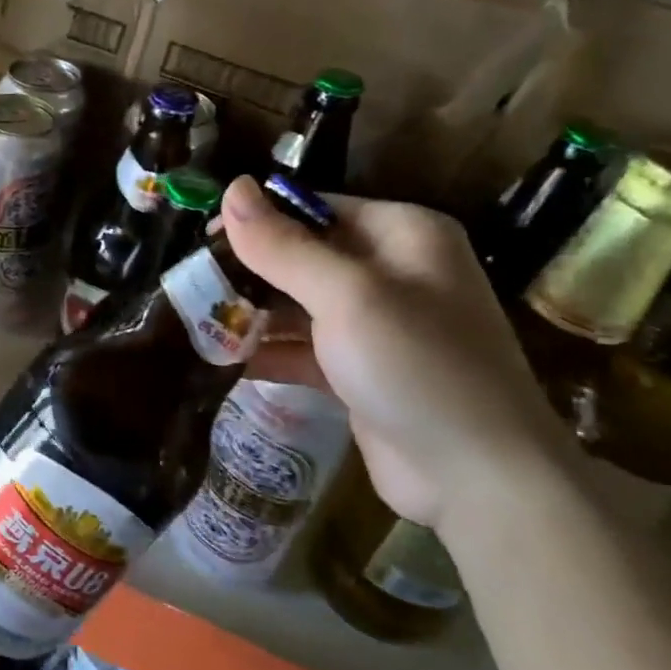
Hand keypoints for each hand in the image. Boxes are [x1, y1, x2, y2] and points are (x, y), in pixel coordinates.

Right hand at [223, 177, 564, 534]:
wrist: (481, 481)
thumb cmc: (416, 366)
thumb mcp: (346, 296)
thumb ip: (283, 246)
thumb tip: (231, 188)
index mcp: (403, 236)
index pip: (315, 209)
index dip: (258, 220)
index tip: (201, 239)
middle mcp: (393, 273)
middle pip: (303, 256)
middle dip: (248, 271)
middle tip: (189, 282)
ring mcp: (377, 326)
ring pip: (298, 304)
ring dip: (251, 313)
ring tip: (191, 318)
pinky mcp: (361, 372)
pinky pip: (304, 348)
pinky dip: (268, 352)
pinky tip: (221, 359)